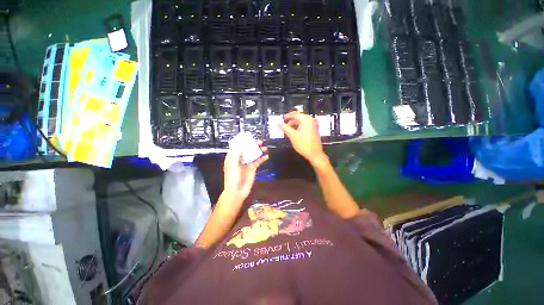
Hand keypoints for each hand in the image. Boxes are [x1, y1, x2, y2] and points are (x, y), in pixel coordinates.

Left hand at [223, 141, 268, 200]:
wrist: (237, 191)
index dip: (244, 141)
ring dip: (259, 150)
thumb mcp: (232, 163)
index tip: (250, 137)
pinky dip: (262, 158)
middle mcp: (240, 158)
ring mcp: (247, 163)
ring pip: (253, 154)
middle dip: (253, 144)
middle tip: (260, 141)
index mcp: (233, 156)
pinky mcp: (252, 168)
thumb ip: (238, 152)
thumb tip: (245, 144)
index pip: (238, 146)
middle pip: (247, 149)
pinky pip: (258, 161)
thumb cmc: (232, 177)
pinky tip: (267, 155)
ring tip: (264, 147)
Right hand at [279, 112, 326, 165]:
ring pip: (301, 122)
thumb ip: (285, 128)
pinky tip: (294, 133)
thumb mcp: (292, 136)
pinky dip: (298, 128)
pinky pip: (304, 126)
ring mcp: (313, 125)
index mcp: (306, 119)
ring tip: (288, 131)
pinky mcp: (313, 130)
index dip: (287, 116)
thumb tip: (278, 123)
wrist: (315, 154)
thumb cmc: (304, 145)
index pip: (295, 114)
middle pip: (298, 118)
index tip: (282, 119)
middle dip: (290, 122)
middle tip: (284, 126)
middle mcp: (310, 120)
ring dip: (294, 125)